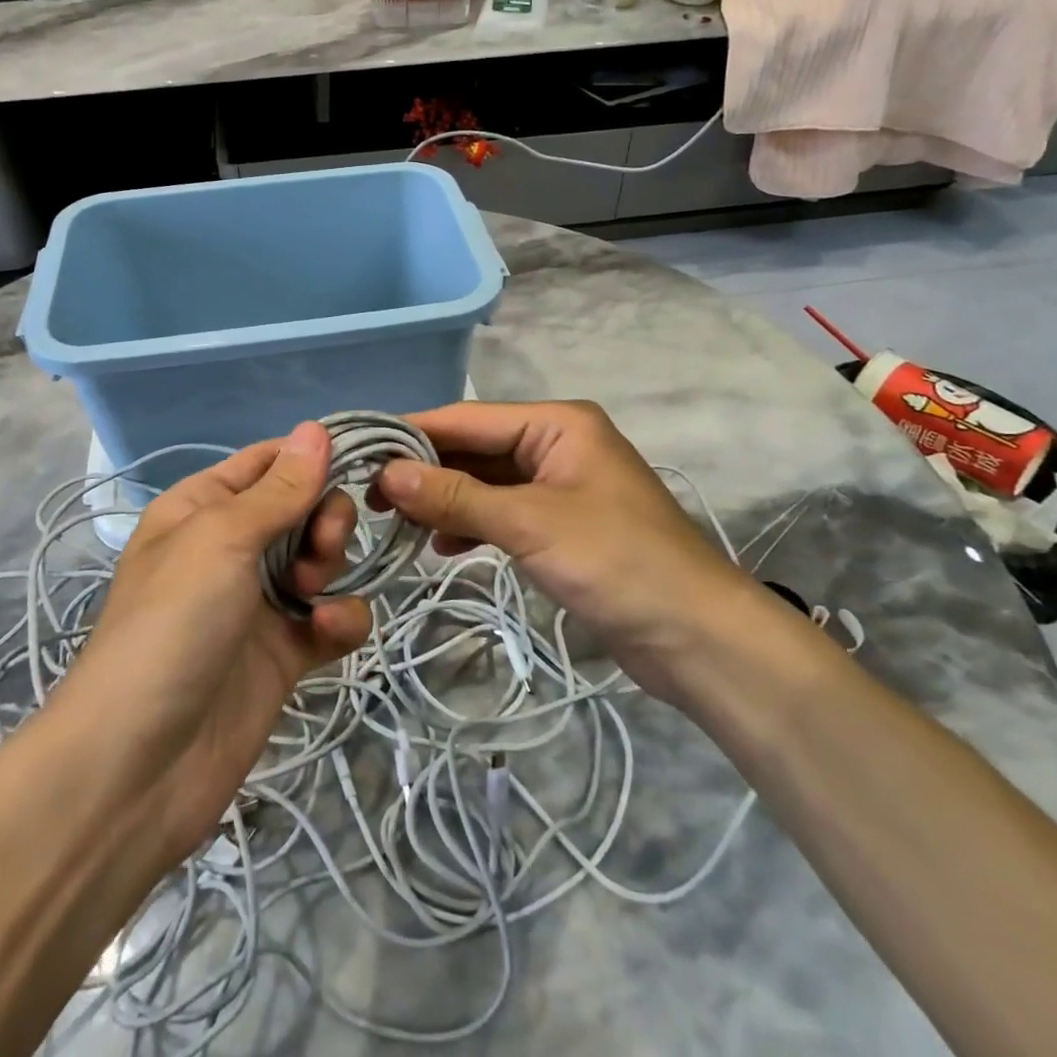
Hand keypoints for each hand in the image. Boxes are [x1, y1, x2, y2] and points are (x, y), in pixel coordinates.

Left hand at [60, 423, 371, 870]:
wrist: (140, 766)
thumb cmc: (172, 624)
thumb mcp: (221, 539)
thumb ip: (279, 488)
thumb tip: (317, 427)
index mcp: (204, 507)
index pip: (270, 461)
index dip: (314, 456)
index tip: (362, 459)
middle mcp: (232, 547)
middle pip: (304, 507)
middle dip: (325, 518)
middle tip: (320, 546)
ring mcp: (260, 601)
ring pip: (323, 559)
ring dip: (332, 566)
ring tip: (312, 595)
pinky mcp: (285, 652)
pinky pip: (332, 617)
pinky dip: (342, 620)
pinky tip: (331, 632)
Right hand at [375, 401, 758, 703]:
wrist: (697, 637)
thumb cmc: (617, 562)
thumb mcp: (529, 524)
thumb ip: (456, 497)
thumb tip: (386, 474)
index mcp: (557, 424)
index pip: (468, 419)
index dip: (413, 433)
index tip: (359, 449)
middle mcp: (556, 444)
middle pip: (475, 449)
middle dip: (425, 471)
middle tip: (366, 495)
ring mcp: (559, 486)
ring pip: (485, 483)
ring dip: (444, 500)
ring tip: (394, 522)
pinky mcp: (560, 526)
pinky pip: (502, 513)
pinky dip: (471, 525)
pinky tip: (440, 545)